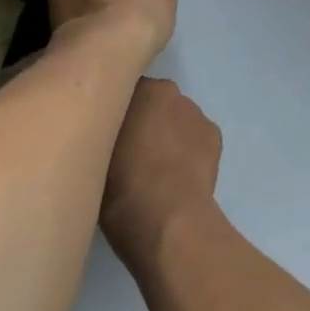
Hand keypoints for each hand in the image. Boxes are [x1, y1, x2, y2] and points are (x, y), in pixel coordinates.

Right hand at [103, 78, 221, 272]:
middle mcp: (171, 92)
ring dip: (167, 134)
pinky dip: (188, 150)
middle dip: (143, 120)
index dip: (114, 112)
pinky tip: (178, 175)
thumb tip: (103, 128)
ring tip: (155, 170)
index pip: (122, 90)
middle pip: (152, 103)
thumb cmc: (120, 186)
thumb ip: (100, 128)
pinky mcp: (215, 137)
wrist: (167, 222)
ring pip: (175, 119)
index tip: (106, 134)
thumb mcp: (93, 151)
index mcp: (140, 88)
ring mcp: (197, 114)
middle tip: (129, 152)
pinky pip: (195, 137)